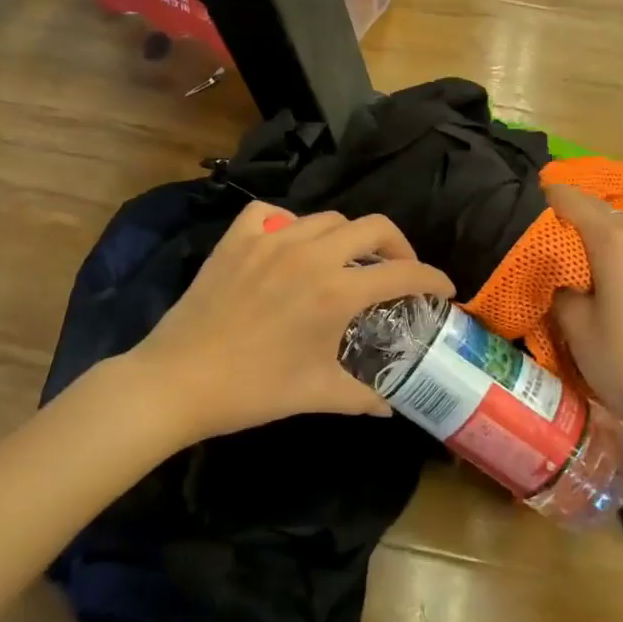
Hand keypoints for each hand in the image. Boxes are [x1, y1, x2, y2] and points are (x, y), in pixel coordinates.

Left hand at [129, 200, 454, 440]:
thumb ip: (363, 397)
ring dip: (349, 237)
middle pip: (373, 226)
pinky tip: (291, 248)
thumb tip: (391, 407)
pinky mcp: (237, 240)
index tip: (444, 289)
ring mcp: (270, 240)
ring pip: (327, 219)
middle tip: (399, 271)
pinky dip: (290, 224)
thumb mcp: (317, 393)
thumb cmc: (253, 390)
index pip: (403, 272)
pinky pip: (272, 214)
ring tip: (347, 263)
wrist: (178, 381)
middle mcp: (309, 254)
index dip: (433, 278)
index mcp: (335, 290)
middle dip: (399, 246)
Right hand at [546, 183, 622, 437]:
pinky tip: (603, 272)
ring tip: (569, 245)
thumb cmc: (620, 360)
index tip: (526, 197)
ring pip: (622, 231)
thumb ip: (561, 291)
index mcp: (614, 244)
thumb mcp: (575, 326)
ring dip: (596, 231)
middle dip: (572, 210)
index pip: (574, 202)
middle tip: (542, 221)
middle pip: (601, 211)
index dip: (549, 196)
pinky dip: (616, 251)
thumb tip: (563, 280)